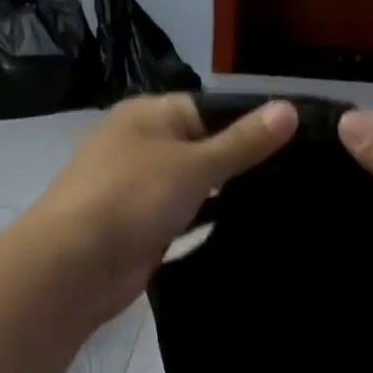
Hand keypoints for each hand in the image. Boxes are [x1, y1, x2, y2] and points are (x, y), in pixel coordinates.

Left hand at [23, 94, 297, 322]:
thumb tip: (290, 109)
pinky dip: (207, 222)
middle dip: (241, 161)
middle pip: (201, 147)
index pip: (208, 108)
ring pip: (193, 186)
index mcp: (148, 116)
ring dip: (225, 195)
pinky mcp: (142, 229)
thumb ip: (243, 142)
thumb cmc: (134, 197)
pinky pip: (184, 219)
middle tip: (297, 175)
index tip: (295, 140)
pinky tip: (246, 230)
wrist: (76, 265)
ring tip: (282, 202)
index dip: (248, 122)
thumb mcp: (196, 164)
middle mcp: (141, 147)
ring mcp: (139, 191)